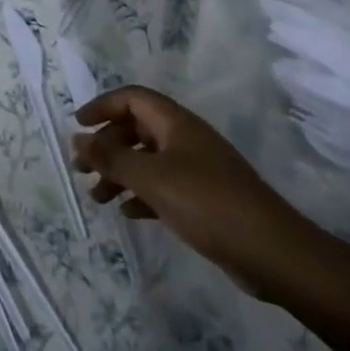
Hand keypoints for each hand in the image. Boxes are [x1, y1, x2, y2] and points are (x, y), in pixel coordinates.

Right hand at [72, 85, 319, 298]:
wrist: (272, 252)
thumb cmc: (207, 203)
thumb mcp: (151, 179)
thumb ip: (111, 159)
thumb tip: (77, 138)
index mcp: (175, 123)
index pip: (132, 98)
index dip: (102, 106)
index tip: (78, 125)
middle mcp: (185, 138)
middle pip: (137, 129)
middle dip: (107, 146)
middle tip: (81, 169)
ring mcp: (197, 168)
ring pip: (148, 160)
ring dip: (120, 173)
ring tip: (98, 198)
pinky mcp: (205, 198)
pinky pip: (163, 186)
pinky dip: (142, 194)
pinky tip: (128, 213)